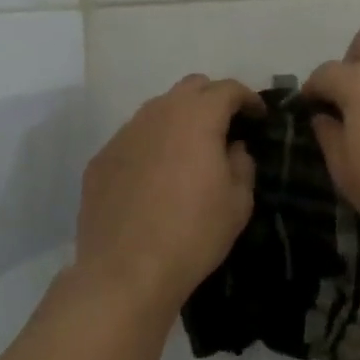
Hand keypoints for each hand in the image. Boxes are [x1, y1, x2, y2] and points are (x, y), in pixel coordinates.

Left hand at [76, 75, 263, 315]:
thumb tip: (233, 148)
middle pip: (191, 88)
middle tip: (225, 127)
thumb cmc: (193, 234)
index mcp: (197, 117)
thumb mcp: (238, 202)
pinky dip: (151, 146)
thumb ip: (242, 164)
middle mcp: (158, 113)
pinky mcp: (101, 158)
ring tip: (189, 152)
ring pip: (158, 110)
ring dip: (179, 121)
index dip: (247, 98)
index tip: (258, 116)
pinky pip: (133, 139)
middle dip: (212, 100)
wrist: (125, 271)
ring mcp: (124, 134)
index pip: (227, 89)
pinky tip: (154, 178)